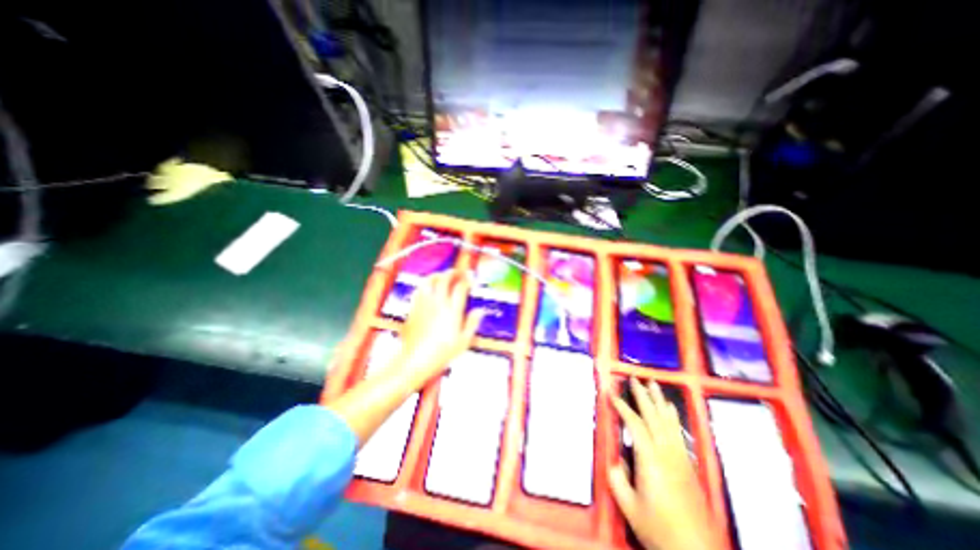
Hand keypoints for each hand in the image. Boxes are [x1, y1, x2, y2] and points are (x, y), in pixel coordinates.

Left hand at [392, 271, 480, 389]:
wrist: (415, 360)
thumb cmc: (441, 353)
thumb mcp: (463, 342)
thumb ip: (472, 323)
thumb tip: (479, 311)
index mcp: (452, 311)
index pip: (460, 287)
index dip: (467, 280)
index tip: (471, 279)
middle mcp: (438, 303)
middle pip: (445, 279)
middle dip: (453, 272)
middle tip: (459, 272)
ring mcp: (424, 304)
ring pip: (430, 281)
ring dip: (438, 275)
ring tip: (443, 275)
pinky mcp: (414, 308)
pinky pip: (419, 289)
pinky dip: (426, 284)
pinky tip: (429, 287)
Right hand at [611, 379, 716, 549]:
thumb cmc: (659, 528)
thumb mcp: (629, 506)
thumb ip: (618, 479)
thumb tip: (615, 460)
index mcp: (650, 459)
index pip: (635, 423)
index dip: (622, 406)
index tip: (612, 392)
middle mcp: (666, 452)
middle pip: (653, 416)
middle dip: (643, 395)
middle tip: (635, 378)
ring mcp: (680, 456)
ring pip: (668, 421)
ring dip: (659, 400)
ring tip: (653, 384)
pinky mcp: (688, 463)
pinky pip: (678, 431)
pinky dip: (672, 416)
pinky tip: (670, 409)